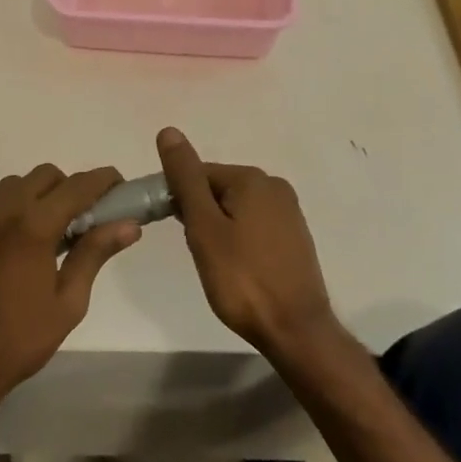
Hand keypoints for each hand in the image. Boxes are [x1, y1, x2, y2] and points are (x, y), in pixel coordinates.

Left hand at [0, 164, 140, 421]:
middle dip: (66, 187)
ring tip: (43, 234)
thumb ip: (94, 254)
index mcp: (33, 228)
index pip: (76, 186)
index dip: (102, 180)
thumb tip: (128, 224)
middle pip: (41, 176)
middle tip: (79, 219)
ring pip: (8, 189)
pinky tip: (7, 256)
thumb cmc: (20, 341)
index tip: (118, 185)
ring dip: (33, 198)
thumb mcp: (68, 302)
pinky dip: (3, 221)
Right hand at [156, 127, 336, 354]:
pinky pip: (252, 224)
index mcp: (252, 179)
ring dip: (216, 227)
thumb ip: (185, 179)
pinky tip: (234, 265)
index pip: (197, 173)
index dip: (175, 196)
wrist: (295, 330)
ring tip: (213, 261)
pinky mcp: (293, 236)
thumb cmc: (241, 279)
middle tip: (194, 249)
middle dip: (197, 213)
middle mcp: (275, 186)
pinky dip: (236, 238)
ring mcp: (288, 212)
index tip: (165, 225)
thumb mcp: (204, 227)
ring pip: (234, 208)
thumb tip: (168, 131)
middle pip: (216, 189)